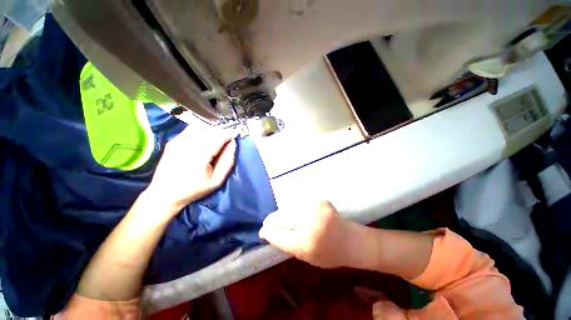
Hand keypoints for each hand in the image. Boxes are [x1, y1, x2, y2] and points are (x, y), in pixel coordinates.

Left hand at [146, 126, 236, 213]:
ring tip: (219, 138)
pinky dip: (202, 130)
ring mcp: (177, 142)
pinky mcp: (173, 141)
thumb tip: (233, 144)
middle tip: (229, 138)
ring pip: (200, 127)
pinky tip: (206, 138)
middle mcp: (186, 146)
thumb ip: (227, 162)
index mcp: (198, 158)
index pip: (216, 138)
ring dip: (212, 130)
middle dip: (221, 131)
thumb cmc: (194, 190)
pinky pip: (191, 129)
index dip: (228, 133)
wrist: (164, 194)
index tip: (236, 134)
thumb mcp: (216, 181)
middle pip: (209, 130)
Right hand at [259, 201, 359, 267]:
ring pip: (287, 208)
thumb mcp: (305, 257)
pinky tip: (298, 213)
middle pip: (280, 216)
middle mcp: (308, 223)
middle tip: (268, 222)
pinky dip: (294, 208)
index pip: (276, 234)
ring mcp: (314, 208)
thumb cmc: (329, 254)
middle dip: (271, 220)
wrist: (351, 240)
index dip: (267, 232)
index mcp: (304, 243)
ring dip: (283, 213)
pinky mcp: (319, 200)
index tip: (262, 231)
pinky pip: (298, 203)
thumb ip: (287, 244)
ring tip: (283, 218)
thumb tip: (270, 232)